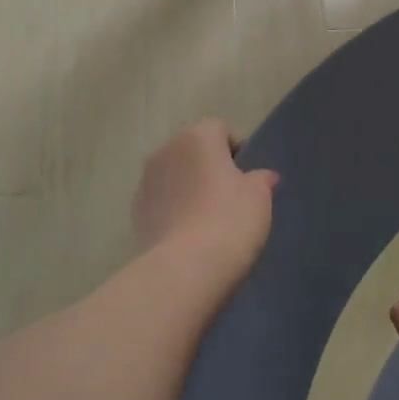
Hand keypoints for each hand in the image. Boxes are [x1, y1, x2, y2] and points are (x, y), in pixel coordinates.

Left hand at [131, 120, 276, 282]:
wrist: (185, 269)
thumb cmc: (230, 219)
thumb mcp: (259, 197)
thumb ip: (261, 179)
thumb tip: (263, 176)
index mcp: (197, 136)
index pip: (220, 130)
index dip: (236, 152)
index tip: (247, 179)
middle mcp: (166, 150)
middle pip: (193, 151)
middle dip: (209, 168)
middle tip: (230, 199)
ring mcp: (146, 181)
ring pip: (175, 177)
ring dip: (188, 189)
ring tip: (208, 221)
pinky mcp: (135, 213)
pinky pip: (162, 203)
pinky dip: (174, 211)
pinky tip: (189, 236)